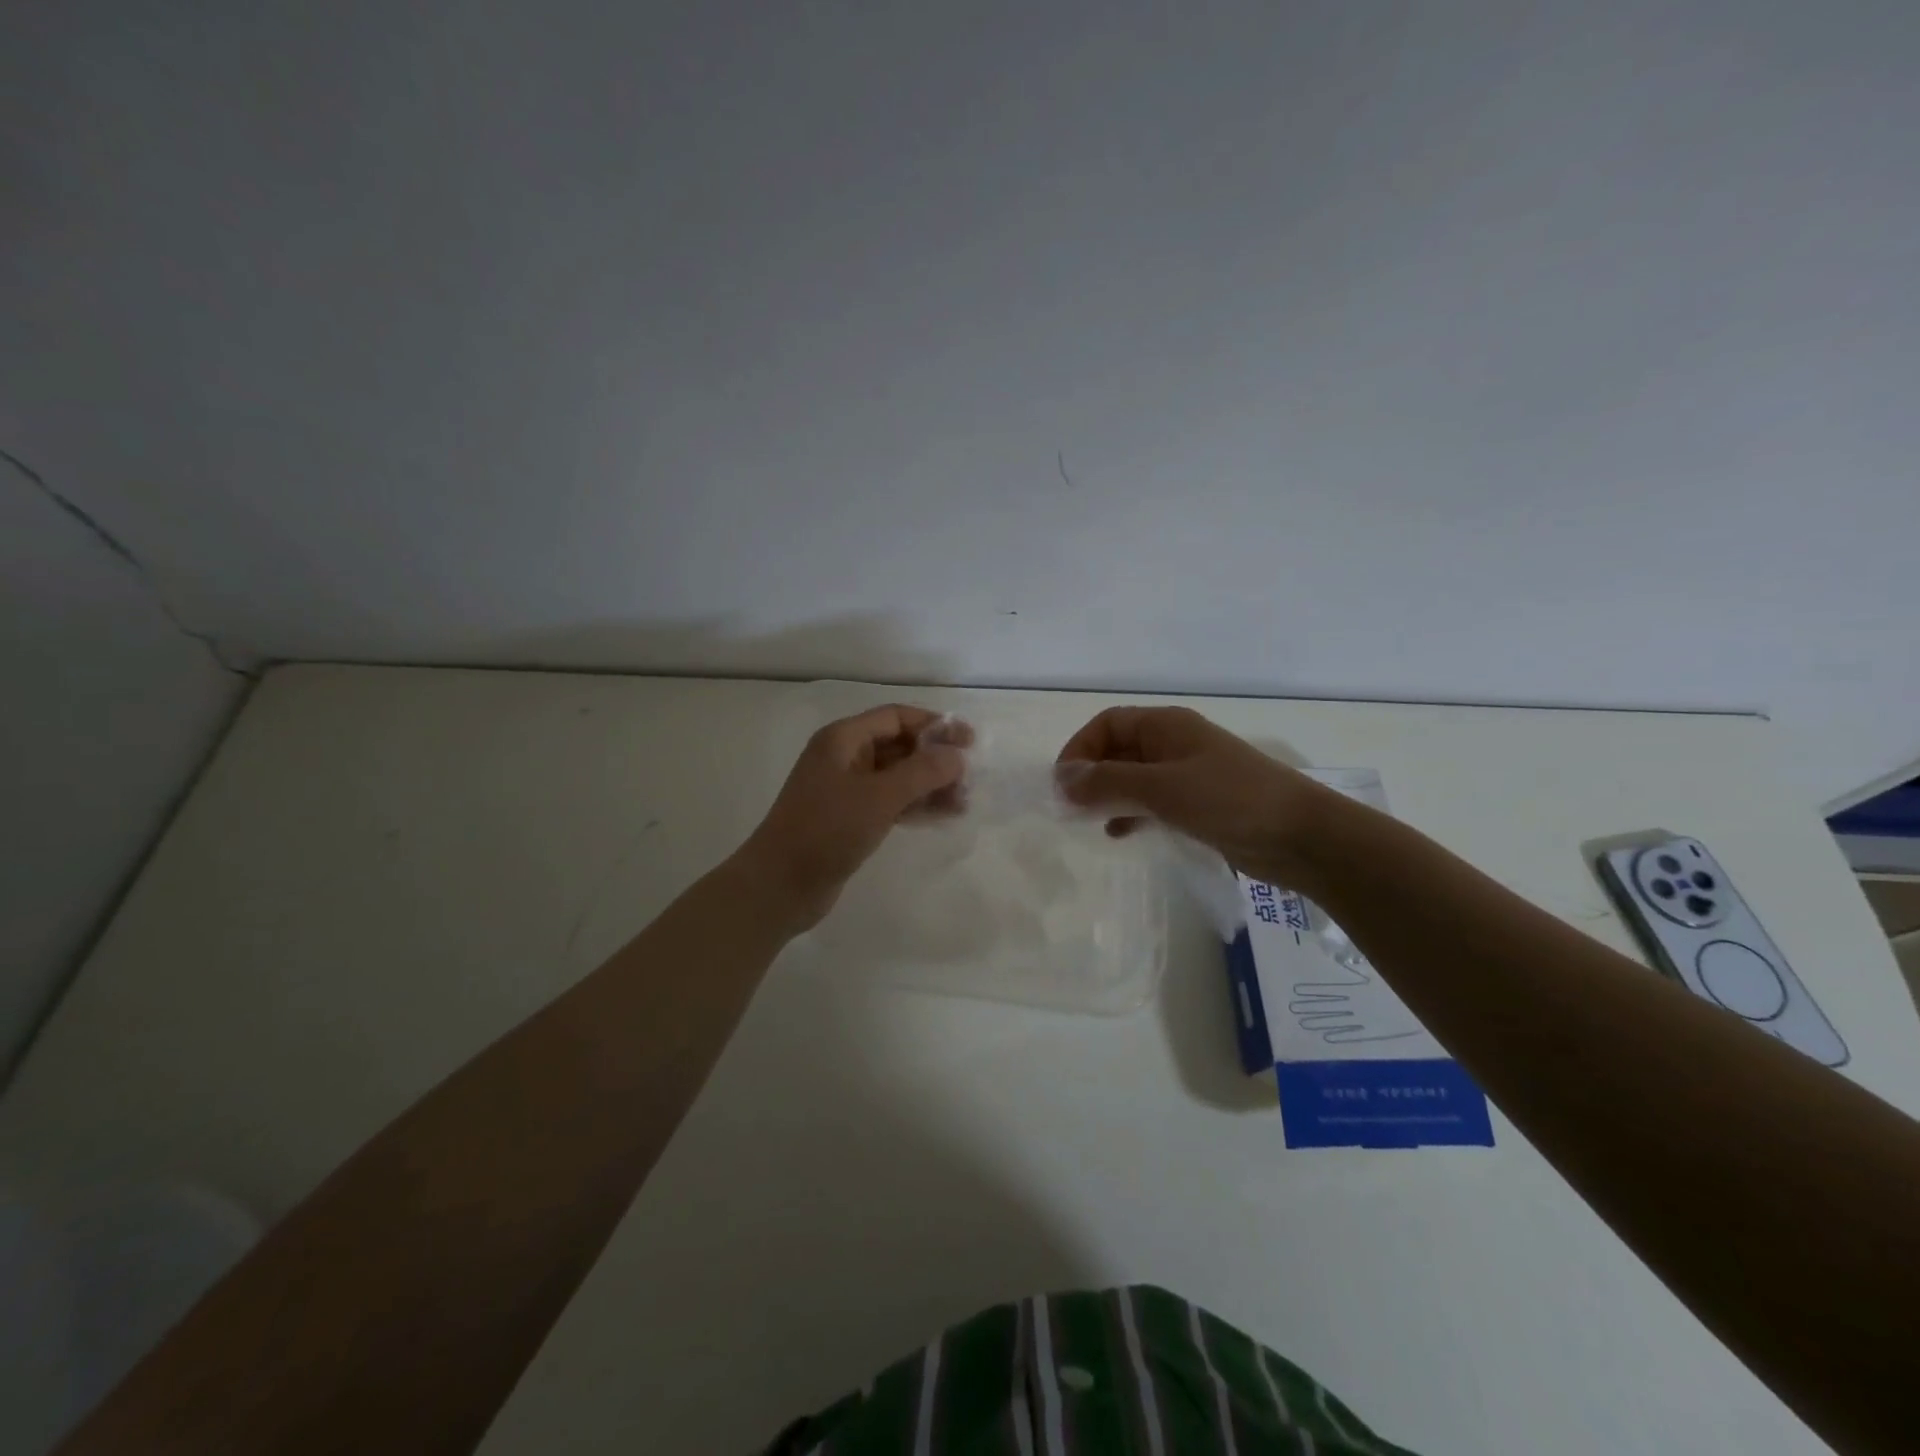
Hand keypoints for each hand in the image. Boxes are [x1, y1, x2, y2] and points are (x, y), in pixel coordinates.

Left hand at [736, 705, 969, 931]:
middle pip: (898, 746)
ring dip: (929, 785)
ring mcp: (845, 790)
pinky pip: (890, 802)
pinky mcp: (849, 819)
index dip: (934, 725)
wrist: (779, 886)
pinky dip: (915, 805)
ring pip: (897, 777)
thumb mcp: (879, 797)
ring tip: (964, 802)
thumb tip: (957, 755)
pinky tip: (942, 816)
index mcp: (843, 739)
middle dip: (935, 759)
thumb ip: (922, 772)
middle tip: (970, 778)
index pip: (896, 717)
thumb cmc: (826, 831)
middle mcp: (843, 758)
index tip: (970, 743)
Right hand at [1055, 706, 1326, 884]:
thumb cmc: (1229, 800)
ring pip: (1134, 778)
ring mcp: (1188, 775)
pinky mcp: (1200, 805)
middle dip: (1090, 775)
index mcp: (1166, 726)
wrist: (1302, 836)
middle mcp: (1174, 744)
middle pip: (1118, 749)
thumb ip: (1108, 783)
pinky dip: (1132, 813)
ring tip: (1089, 822)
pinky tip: (1121, 834)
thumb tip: (1062, 781)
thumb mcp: (1161, 788)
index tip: (1062, 785)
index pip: (1107, 724)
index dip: (1079, 749)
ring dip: (1108, 795)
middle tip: (1069, 809)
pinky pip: (1153, 802)